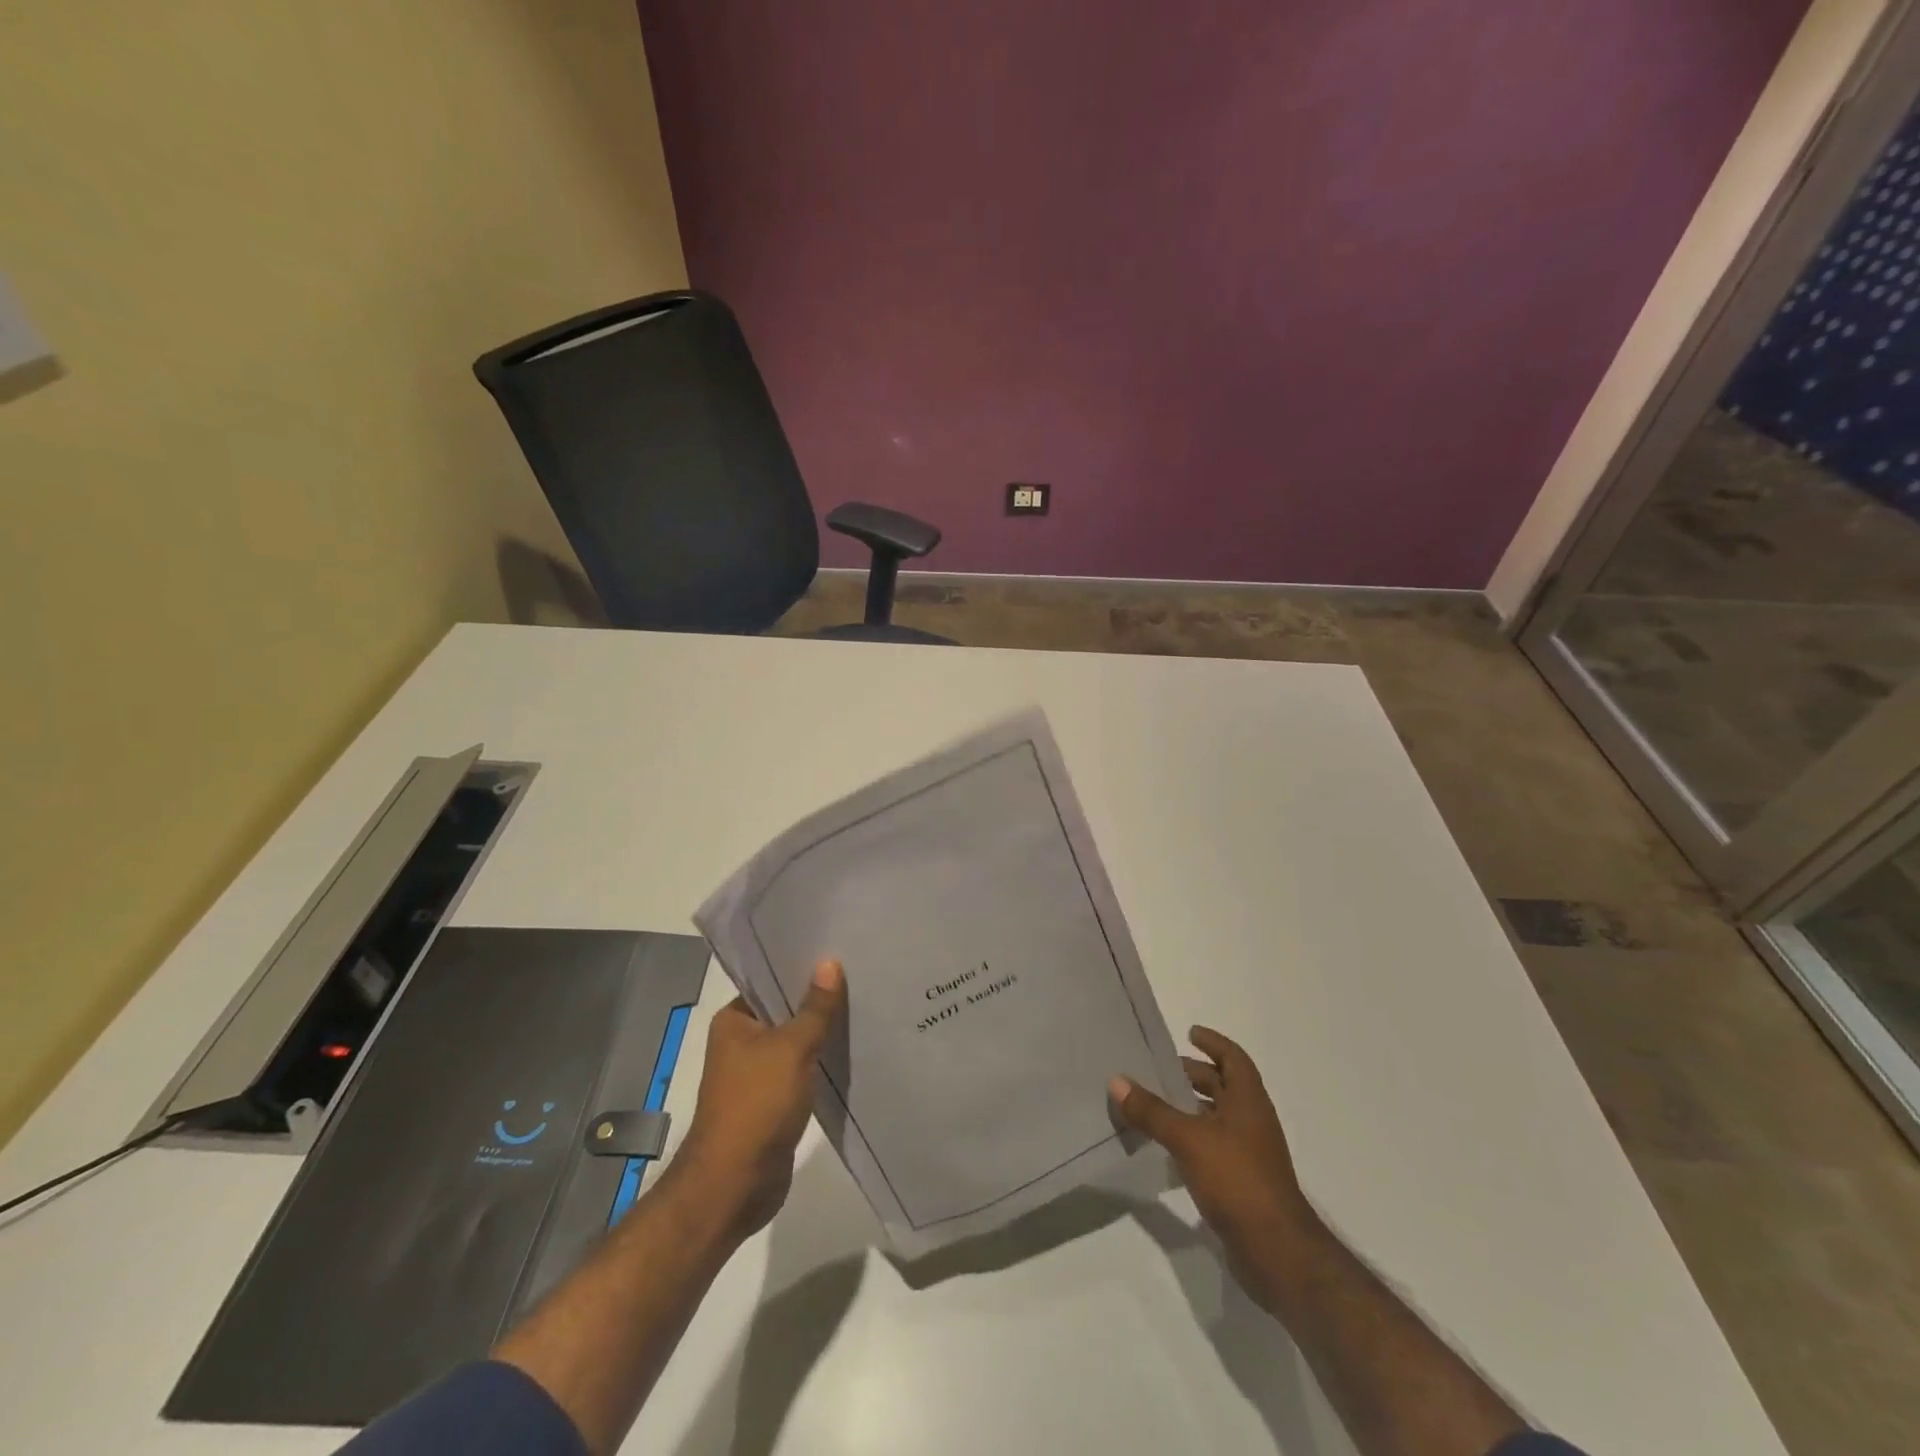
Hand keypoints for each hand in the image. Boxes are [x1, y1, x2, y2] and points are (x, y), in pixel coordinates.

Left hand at [676, 959, 846, 1244]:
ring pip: (797, 1042)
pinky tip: (853, 1050)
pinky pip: (803, 1070)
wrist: (735, 1185)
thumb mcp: (792, 1049)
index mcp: (735, 1020)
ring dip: (824, 1032)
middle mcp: (742, 1042)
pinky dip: (822, 1062)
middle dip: (819, 999)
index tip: (840, 951)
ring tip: (865, 1006)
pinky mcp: (774, 1101)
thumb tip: (830, 961)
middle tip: (861, 975)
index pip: (771, 981)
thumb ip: (815, 1008)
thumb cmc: (757, 1105)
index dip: (803, 967)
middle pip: (787, 1010)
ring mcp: (757, 1074)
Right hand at [1110, 1027, 1318, 1288]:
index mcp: (1249, 1102)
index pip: (1234, 1059)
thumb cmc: (1237, 1180)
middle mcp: (1252, 1122)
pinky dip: (1191, 1140)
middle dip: (1195, 1075)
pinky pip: (1212, 1148)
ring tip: (1154, 1104)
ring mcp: (1249, 1154)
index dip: (1213, 1043)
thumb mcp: (1188, 1139)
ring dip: (1190, 1108)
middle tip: (1159, 1069)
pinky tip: (1165, 1148)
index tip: (1189, 1033)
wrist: (1277, 1252)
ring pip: (1216, 1119)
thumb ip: (1152, 1111)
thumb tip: (1117, 1080)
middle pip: (1224, 1087)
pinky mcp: (1241, 1183)